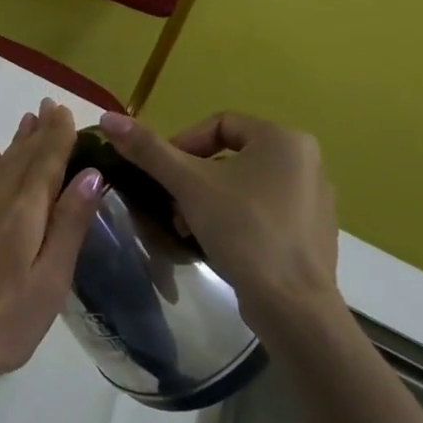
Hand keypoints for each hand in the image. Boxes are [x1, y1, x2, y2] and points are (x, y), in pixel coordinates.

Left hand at [0, 99, 104, 397]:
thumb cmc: (6, 317)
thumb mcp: (51, 278)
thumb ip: (70, 223)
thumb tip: (91, 174)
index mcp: (24, 210)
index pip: (46, 162)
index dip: (58, 135)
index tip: (66, 110)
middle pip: (23, 156)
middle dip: (39, 131)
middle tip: (50, 105)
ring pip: (1, 164)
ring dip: (18, 142)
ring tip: (29, 121)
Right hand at [99, 110, 340, 337]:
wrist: (292, 305)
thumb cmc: (243, 230)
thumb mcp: (188, 184)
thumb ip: (148, 149)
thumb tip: (107, 117)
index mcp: (284, 139)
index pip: (219, 123)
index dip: (183, 143)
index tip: (164, 173)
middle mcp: (306, 161)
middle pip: (230, 155)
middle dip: (193, 178)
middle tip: (172, 203)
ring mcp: (314, 198)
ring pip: (245, 184)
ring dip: (209, 199)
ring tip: (188, 226)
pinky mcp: (313, 231)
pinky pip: (264, 210)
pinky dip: (236, 218)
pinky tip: (218, 243)